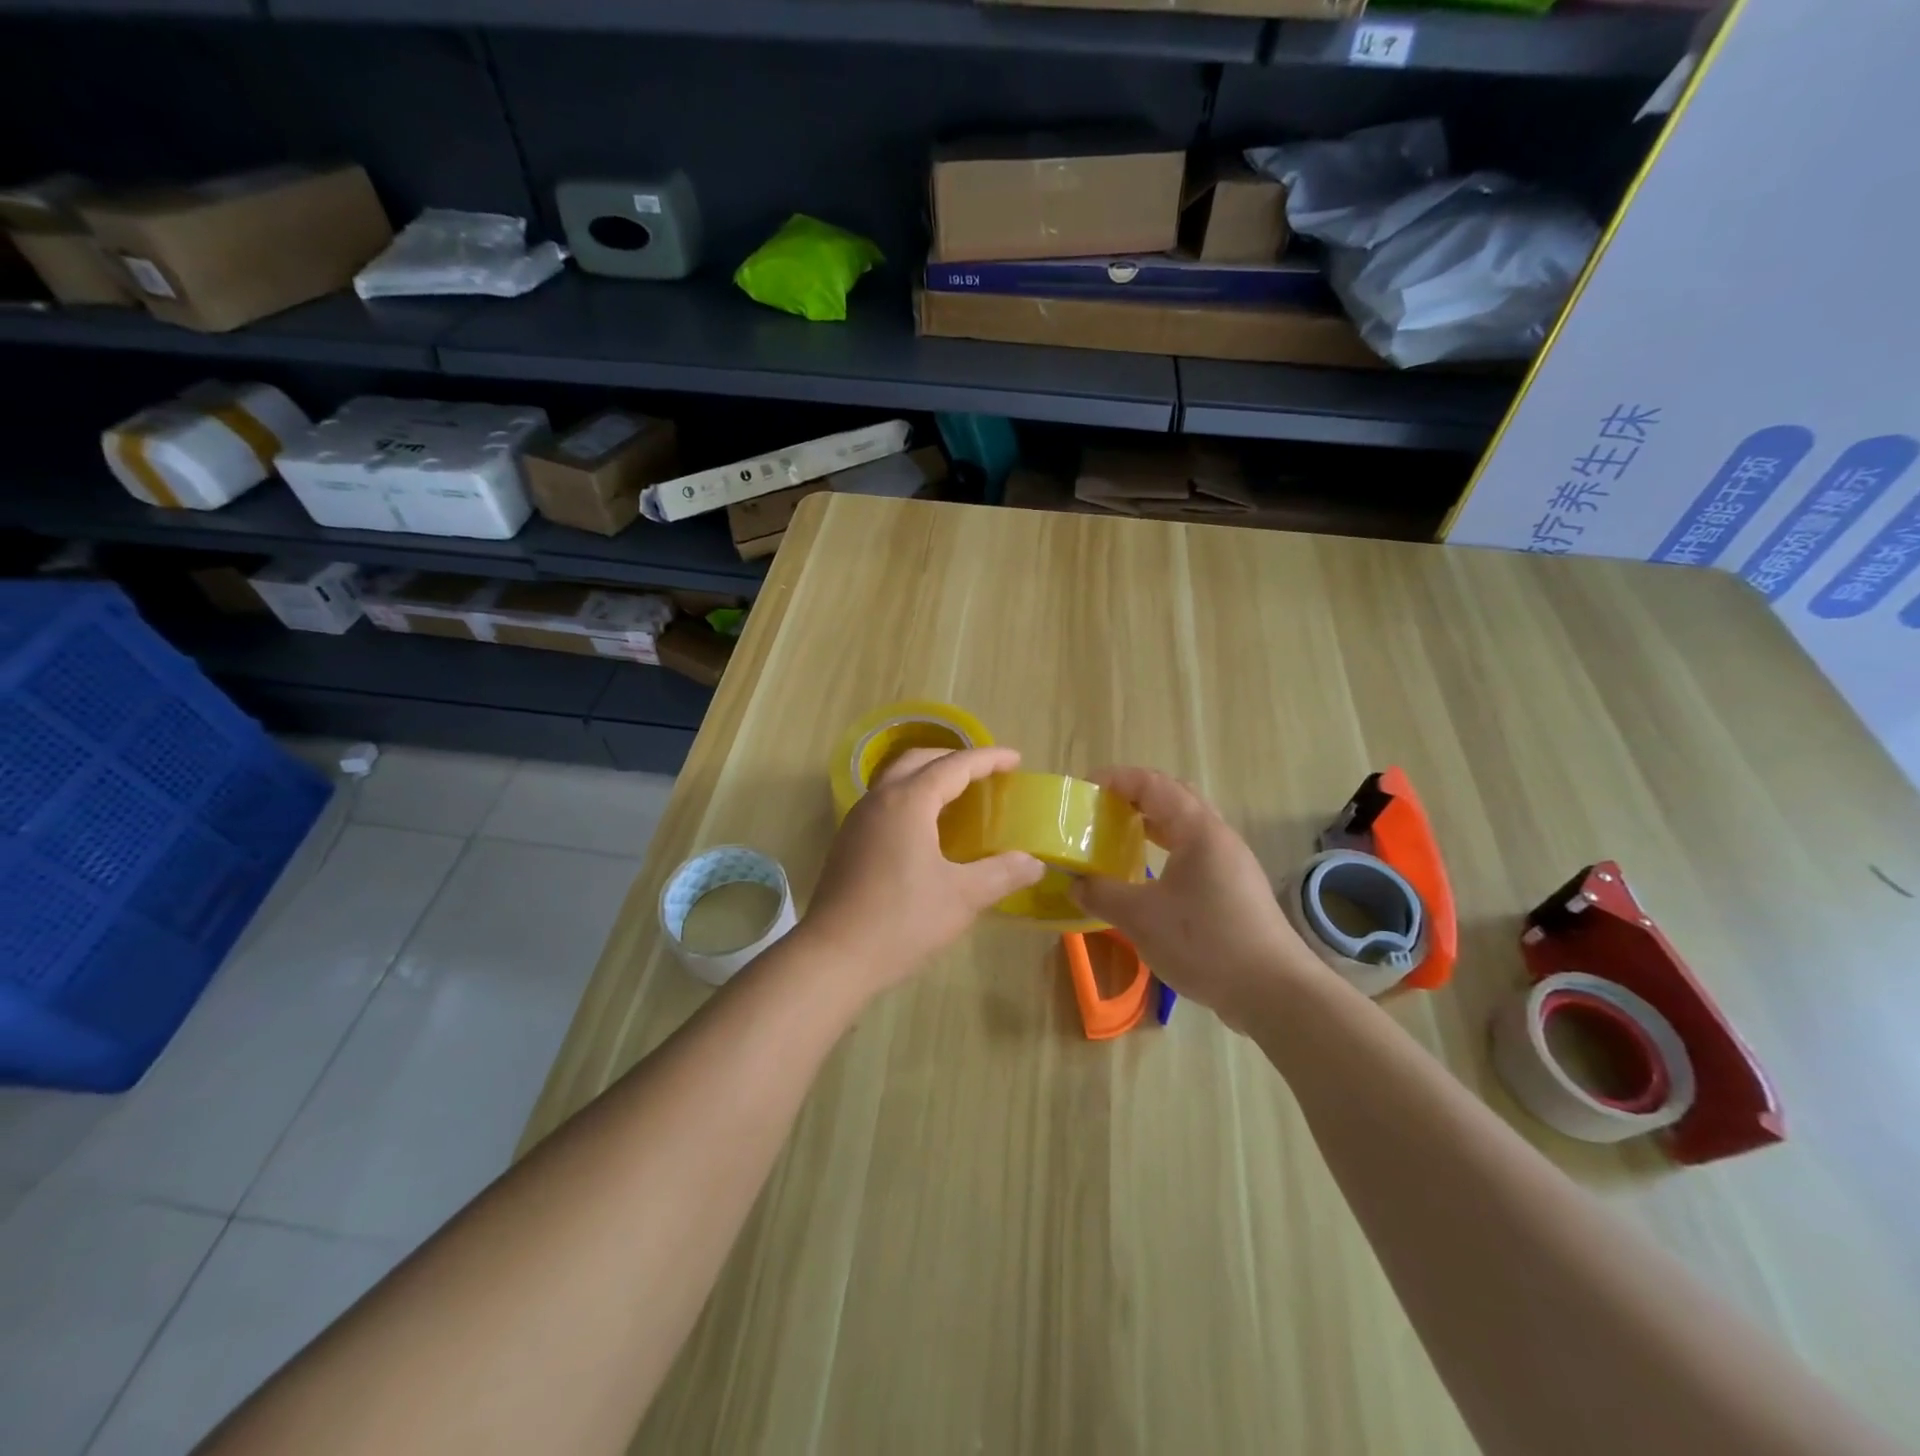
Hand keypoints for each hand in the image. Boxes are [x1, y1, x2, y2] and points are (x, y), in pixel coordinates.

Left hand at [804, 746, 1044, 995]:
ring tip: (958, 797)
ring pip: (895, 780)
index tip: (1015, 759)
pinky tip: (925, 830)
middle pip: (918, 760)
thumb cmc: (902, 921)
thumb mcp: (962, 897)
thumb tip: (1034, 863)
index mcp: (908, 801)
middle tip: (985, 773)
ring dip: (928, 777)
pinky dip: (911, 799)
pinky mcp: (847, 842)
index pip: (954, 766)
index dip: (987, 759)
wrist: (834, 957)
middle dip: (954, 759)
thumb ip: (1002, 874)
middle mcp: (879, 800)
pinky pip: (884, 803)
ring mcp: (857, 820)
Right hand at [1070, 768, 1326, 1032]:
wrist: (1273, 991)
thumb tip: (1075, 884)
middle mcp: (1218, 836)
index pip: (1152, 784)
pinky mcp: (1235, 889)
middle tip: (1100, 810)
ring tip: (1118, 837)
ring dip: (1151, 824)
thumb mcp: (1141, 918)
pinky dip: (1165, 850)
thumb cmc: (1205, 942)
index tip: (1084, 790)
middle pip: (1173, 797)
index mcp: (1198, 830)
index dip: (1116, 779)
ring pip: (1186, 826)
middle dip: (1134, 797)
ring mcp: (1231, 863)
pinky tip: (1147, 876)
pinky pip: (1194, 852)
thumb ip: (1102, 895)